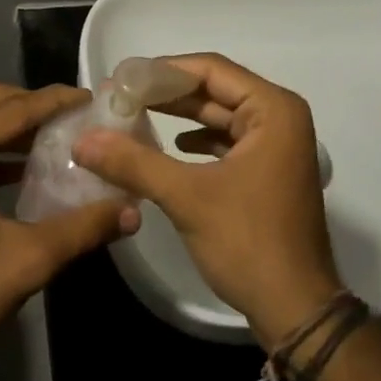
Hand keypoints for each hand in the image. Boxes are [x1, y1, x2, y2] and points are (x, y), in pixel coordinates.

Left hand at [0, 82, 139, 379]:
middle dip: (27, 103)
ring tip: (48, 138)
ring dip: (5, 126)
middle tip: (67, 115)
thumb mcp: (28, 259)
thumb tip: (132, 211)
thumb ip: (83, 228)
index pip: (12, 109)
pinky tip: (16, 173)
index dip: (53, 101)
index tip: (88, 96)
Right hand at [73, 54, 342, 347]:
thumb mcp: (187, 197)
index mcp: (273, 109)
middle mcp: (280, 117)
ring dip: (180, 116)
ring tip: (134, 116)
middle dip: (167, 93)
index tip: (122, 78)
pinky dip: (198, 140)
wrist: (296, 310)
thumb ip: (134, 162)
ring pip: (220, 115)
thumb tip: (83, 140)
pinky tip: (171, 147)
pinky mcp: (269, 169)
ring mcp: (277, 144)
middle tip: (120, 96)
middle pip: (215, 89)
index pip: (211, 69)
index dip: (163, 70)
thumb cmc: (248, 242)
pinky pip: (228, 140)